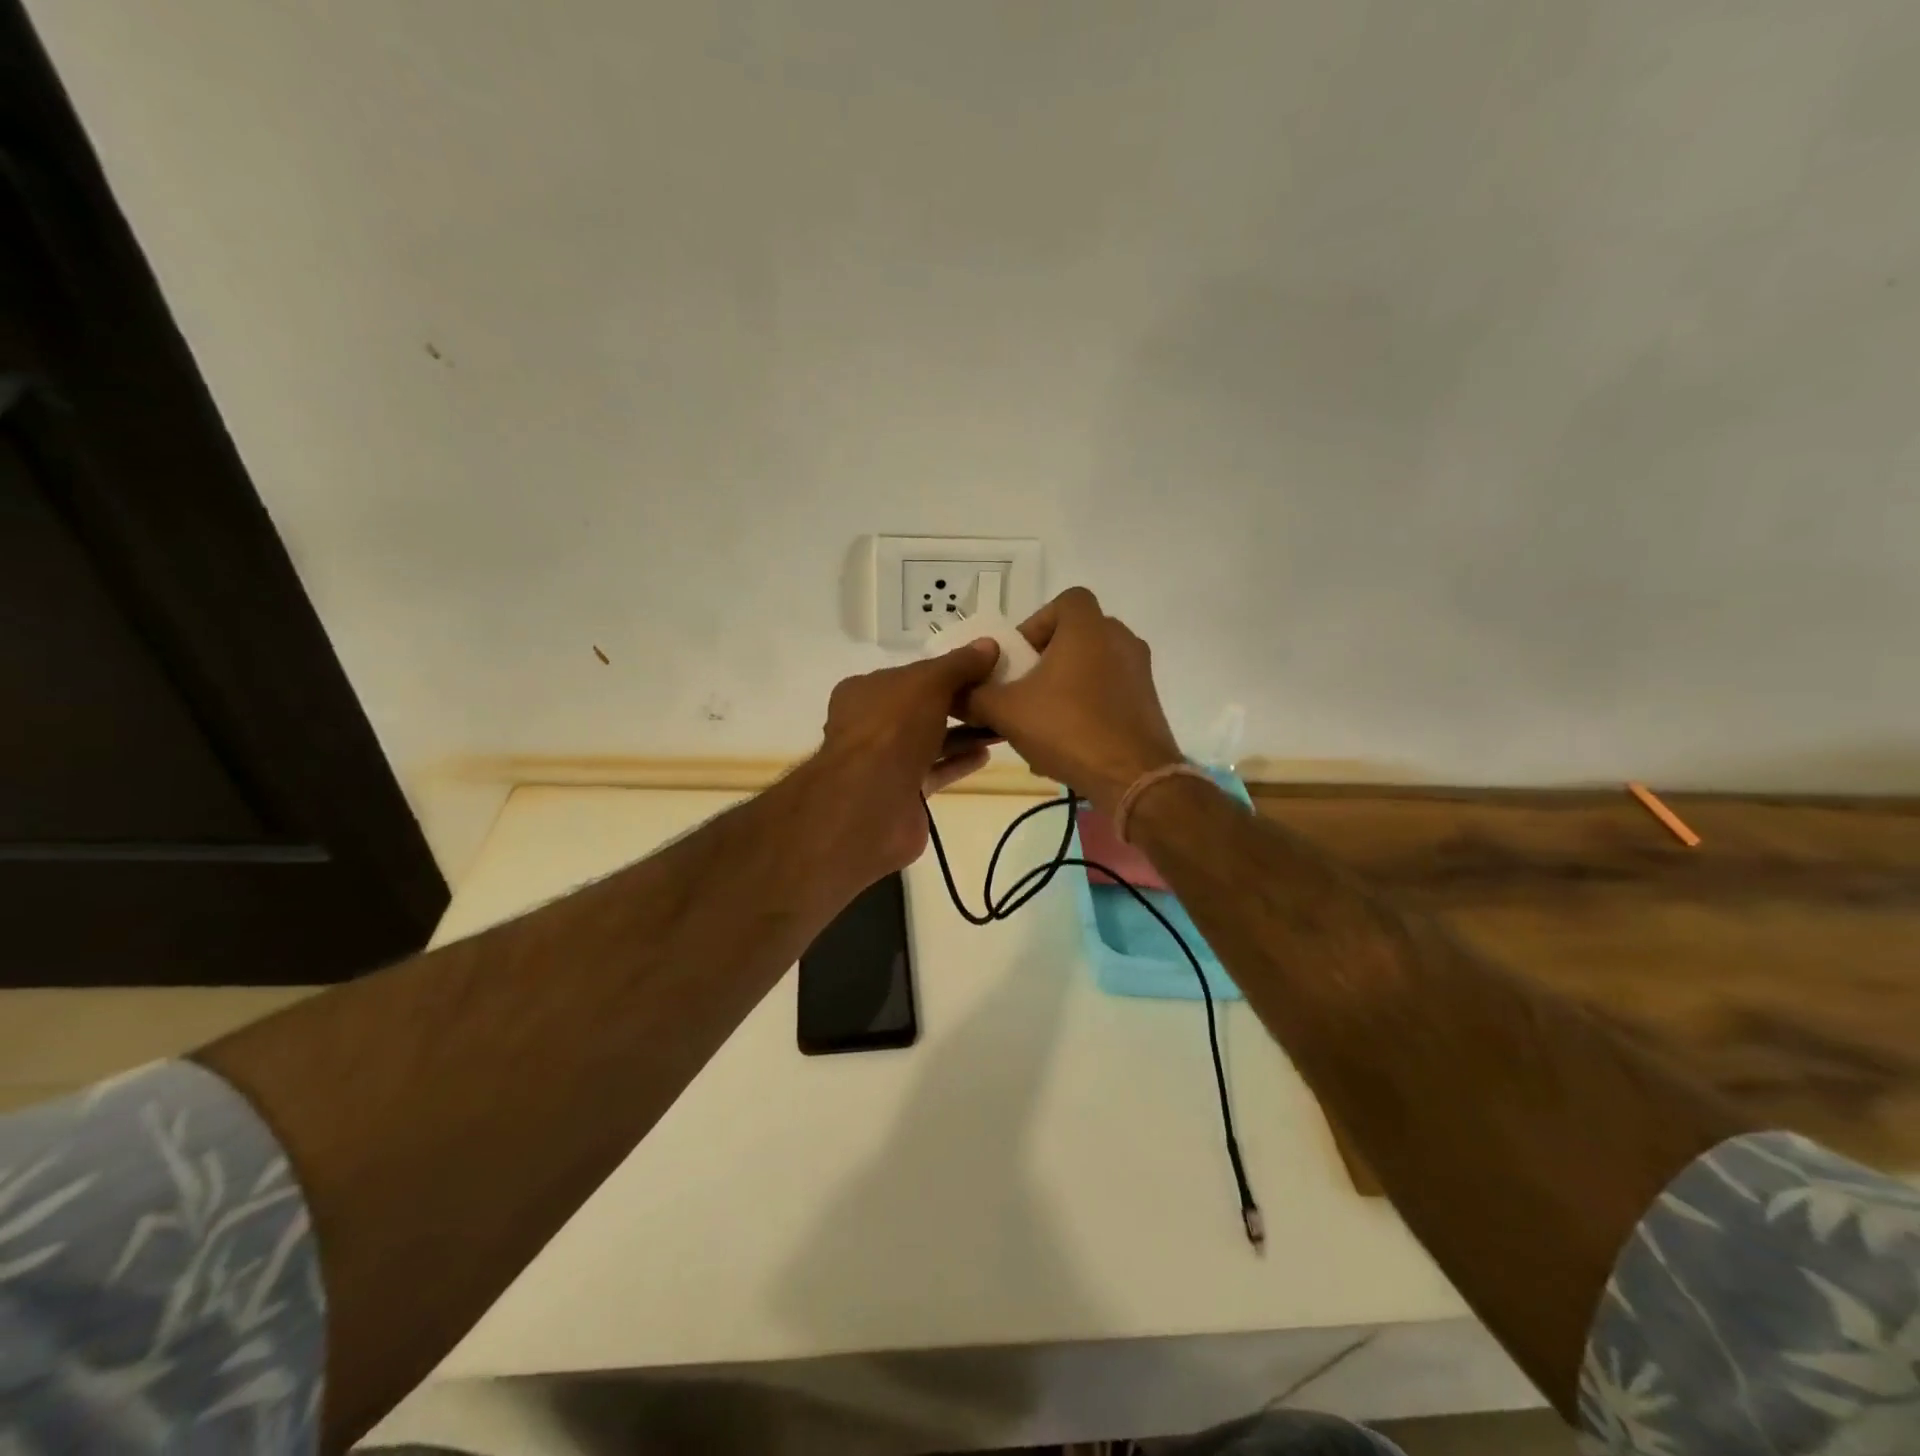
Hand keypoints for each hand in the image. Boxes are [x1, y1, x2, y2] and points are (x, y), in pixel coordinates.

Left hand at [808, 637, 1002, 873]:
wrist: (871, 803)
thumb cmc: (894, 729)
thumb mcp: (929, 683)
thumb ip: (959, 664)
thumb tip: (989, 645)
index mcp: (865, 691)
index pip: (911, 675)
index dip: (946, 671)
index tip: (983, 670)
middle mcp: (870, 724)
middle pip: (921, 708)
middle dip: (959, 703)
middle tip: (998, 697)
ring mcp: (884, 761)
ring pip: (930, 740)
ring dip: (964, 733)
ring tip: (1001, 726)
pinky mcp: (901, 792)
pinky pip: (935, 770)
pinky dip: (959, 761)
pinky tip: (986, 754)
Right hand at [963, 587, 1181, 815]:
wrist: (1133, 777)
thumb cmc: (1067, 729)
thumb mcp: (1006, 711)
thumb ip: (974, 696)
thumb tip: (953, 692)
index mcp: (1089, 628)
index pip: (1065, 601)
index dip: (1037, 623)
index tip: (1020, 658)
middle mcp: (1120, 640)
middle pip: (1076, 636)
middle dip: (1046, 660)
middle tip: (1024, 690)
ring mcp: (1139, 672)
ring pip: (1091, 667)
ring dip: (1064, 686)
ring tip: (1041, 722)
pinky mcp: (1147, 702)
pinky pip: (1108, 692)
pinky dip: (1086, 707)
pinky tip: (1067, 743)